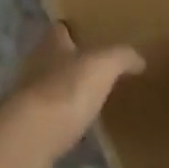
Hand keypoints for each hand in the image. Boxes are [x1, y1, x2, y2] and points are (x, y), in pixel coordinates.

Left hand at [0, 24, 142, 167]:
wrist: (30, 138)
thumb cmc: (65, 90)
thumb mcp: (101, 65)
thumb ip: (120, 57)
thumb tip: (139, 58)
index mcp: (50, 45)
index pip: (59, 29)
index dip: (73, 29)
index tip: (90, 33)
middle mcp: (35, 66)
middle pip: (53, 58)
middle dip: (71, 62)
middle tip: (97, 69)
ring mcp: (29, 99)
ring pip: (51, 88)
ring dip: (67, 92)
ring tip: (92, 99)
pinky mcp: (29, 129)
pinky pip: (50, 120)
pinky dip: (63, 121)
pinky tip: (80, 129)